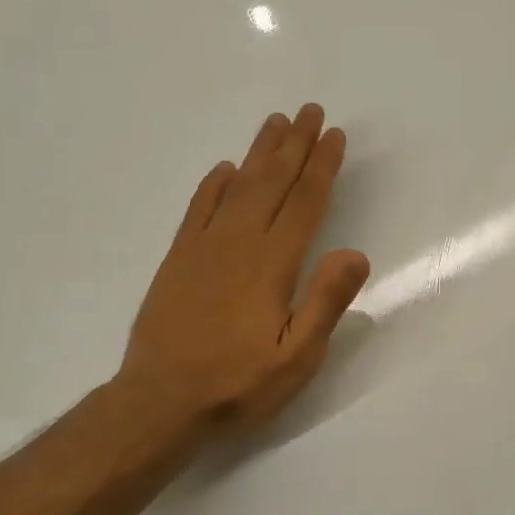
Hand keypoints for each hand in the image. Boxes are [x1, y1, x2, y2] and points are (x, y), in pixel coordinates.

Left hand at [114, 104, 369, 436]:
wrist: (159, 403)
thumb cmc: (237, 385)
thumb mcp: (296, 358)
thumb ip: (325, 303)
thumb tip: (355, 253)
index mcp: (272, 265)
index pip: (304, 203)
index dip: (321, 166)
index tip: (335, 136)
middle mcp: (237, 244)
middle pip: (271, 182)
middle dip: (294, 145)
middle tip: (310, 111)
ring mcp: (202, 248)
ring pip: (236, 186)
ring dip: (259, 153)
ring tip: (275, 122)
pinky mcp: (177, 260)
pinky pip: (197, 208)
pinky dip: (213, 184)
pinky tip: (224, 169)